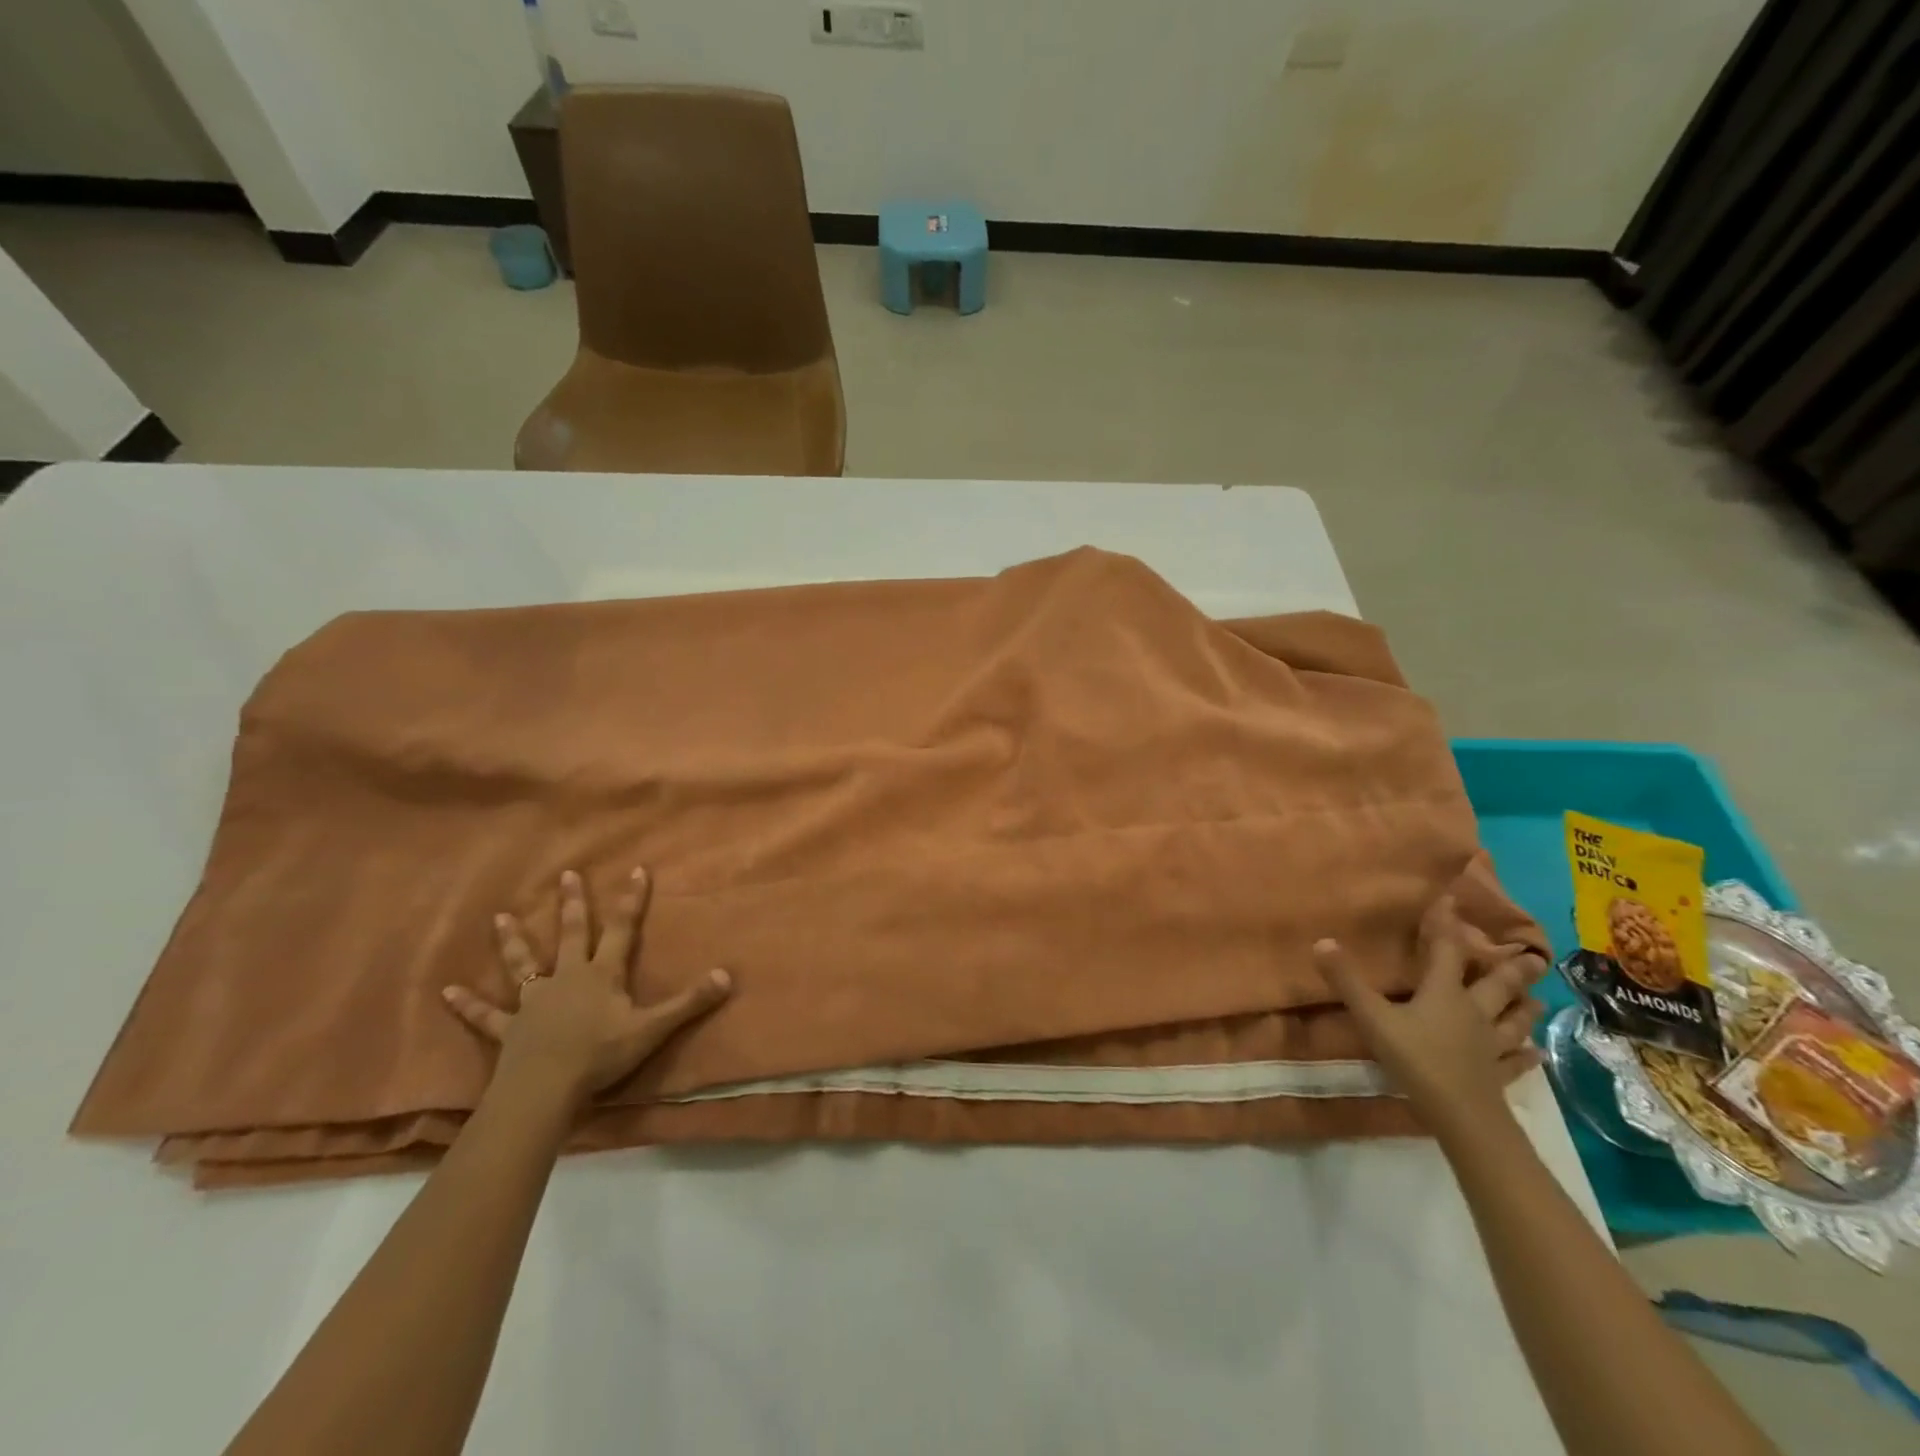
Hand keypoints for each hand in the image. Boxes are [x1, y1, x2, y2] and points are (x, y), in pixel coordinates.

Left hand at [443, 867, 730, 1106]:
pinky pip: (485, 1016)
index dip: (631, 900)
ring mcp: (534, 1001)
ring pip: (523, 963)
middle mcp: (567, 977)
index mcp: (601, 974)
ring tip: (499, 916)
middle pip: (571, 934)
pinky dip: (467, 1005)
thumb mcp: (652, 1028)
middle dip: (572, 905)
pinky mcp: (510, 1029)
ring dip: (512, 940)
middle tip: (566, 875)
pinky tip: (446, 992)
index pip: (621, 929)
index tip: (636, 870)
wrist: (545, 1088)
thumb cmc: (600, 1054)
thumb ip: (689, 1002)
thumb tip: (727, 975)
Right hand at [1315, 895, 1543, 1137]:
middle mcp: (1474, 1013)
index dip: (1446, 924)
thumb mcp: (1373, 1017)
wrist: (1461, 1114)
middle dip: (1512, 969)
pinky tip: (1536, 1054)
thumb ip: (1347, 981)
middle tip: (1535, 956)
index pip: (1446, 951)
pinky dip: (1526, 1057)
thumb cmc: (1416, 1058)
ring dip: (1524, 1009)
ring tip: (1540, 999)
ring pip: (1513, 1021)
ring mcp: (1490, 1046)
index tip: (1453, 899)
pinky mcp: (1498, 1076)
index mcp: (1444, 994)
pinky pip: (1516, 1062)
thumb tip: (1322, 940)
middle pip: (1495, 986)